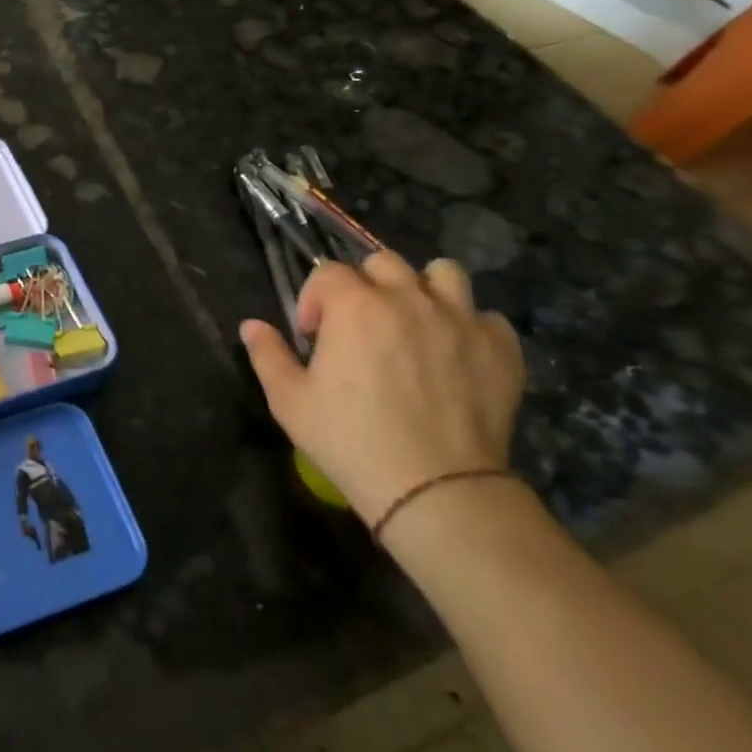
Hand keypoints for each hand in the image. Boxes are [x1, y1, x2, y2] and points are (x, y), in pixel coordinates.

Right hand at [239, 252, 524, 531]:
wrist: (434, 488)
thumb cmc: (349, 439)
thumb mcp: (289, 401)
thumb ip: (267, 355)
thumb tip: (251, 325)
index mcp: (354, 305)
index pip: (328, 273)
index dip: (314, 300)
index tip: (313, 338)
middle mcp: (408, 298)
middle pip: (383, 263)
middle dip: (365, 286)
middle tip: (360, 327)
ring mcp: (460, 319)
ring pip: (444, 274)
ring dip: (424, 290)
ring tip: (414, 324)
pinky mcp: (500, 347)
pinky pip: (486, 316)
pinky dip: (469, 327)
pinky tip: (455, 355)